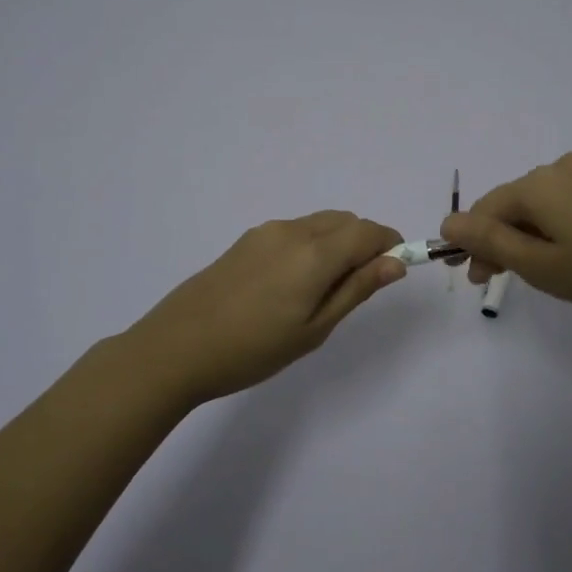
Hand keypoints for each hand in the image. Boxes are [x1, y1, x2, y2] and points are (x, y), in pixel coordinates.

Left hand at [121, 211, 405, 406]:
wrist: (175, 349)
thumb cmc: (253, 349)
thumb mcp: (314, 328)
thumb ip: (357, 289)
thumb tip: (396, 263)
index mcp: (314, 253)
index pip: (369, 231)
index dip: (390, 245)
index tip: (393, 271)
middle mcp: (292, 231)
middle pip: (346, 221)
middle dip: (364, 243)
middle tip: (355, 289)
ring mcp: (266, 232)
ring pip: (320, 224)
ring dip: (337, 244)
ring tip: (320, 291)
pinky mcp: (246, 240)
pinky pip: (295, 231)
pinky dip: (311, 245)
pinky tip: (291, 285)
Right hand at [440, 153, 571, 319]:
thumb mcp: (539, 264)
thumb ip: (489, 242)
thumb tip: (447, 223)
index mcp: (535, 184)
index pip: (484, 210)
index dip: (472, 244)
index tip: (477, 280)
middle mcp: (557, 168)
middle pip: (510, 204)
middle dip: (498, 241)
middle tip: (501, 280)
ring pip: (537, 204)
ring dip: (525, 236)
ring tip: (537, 272)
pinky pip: (563, 202)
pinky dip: (551, 227)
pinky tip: (566, 253)